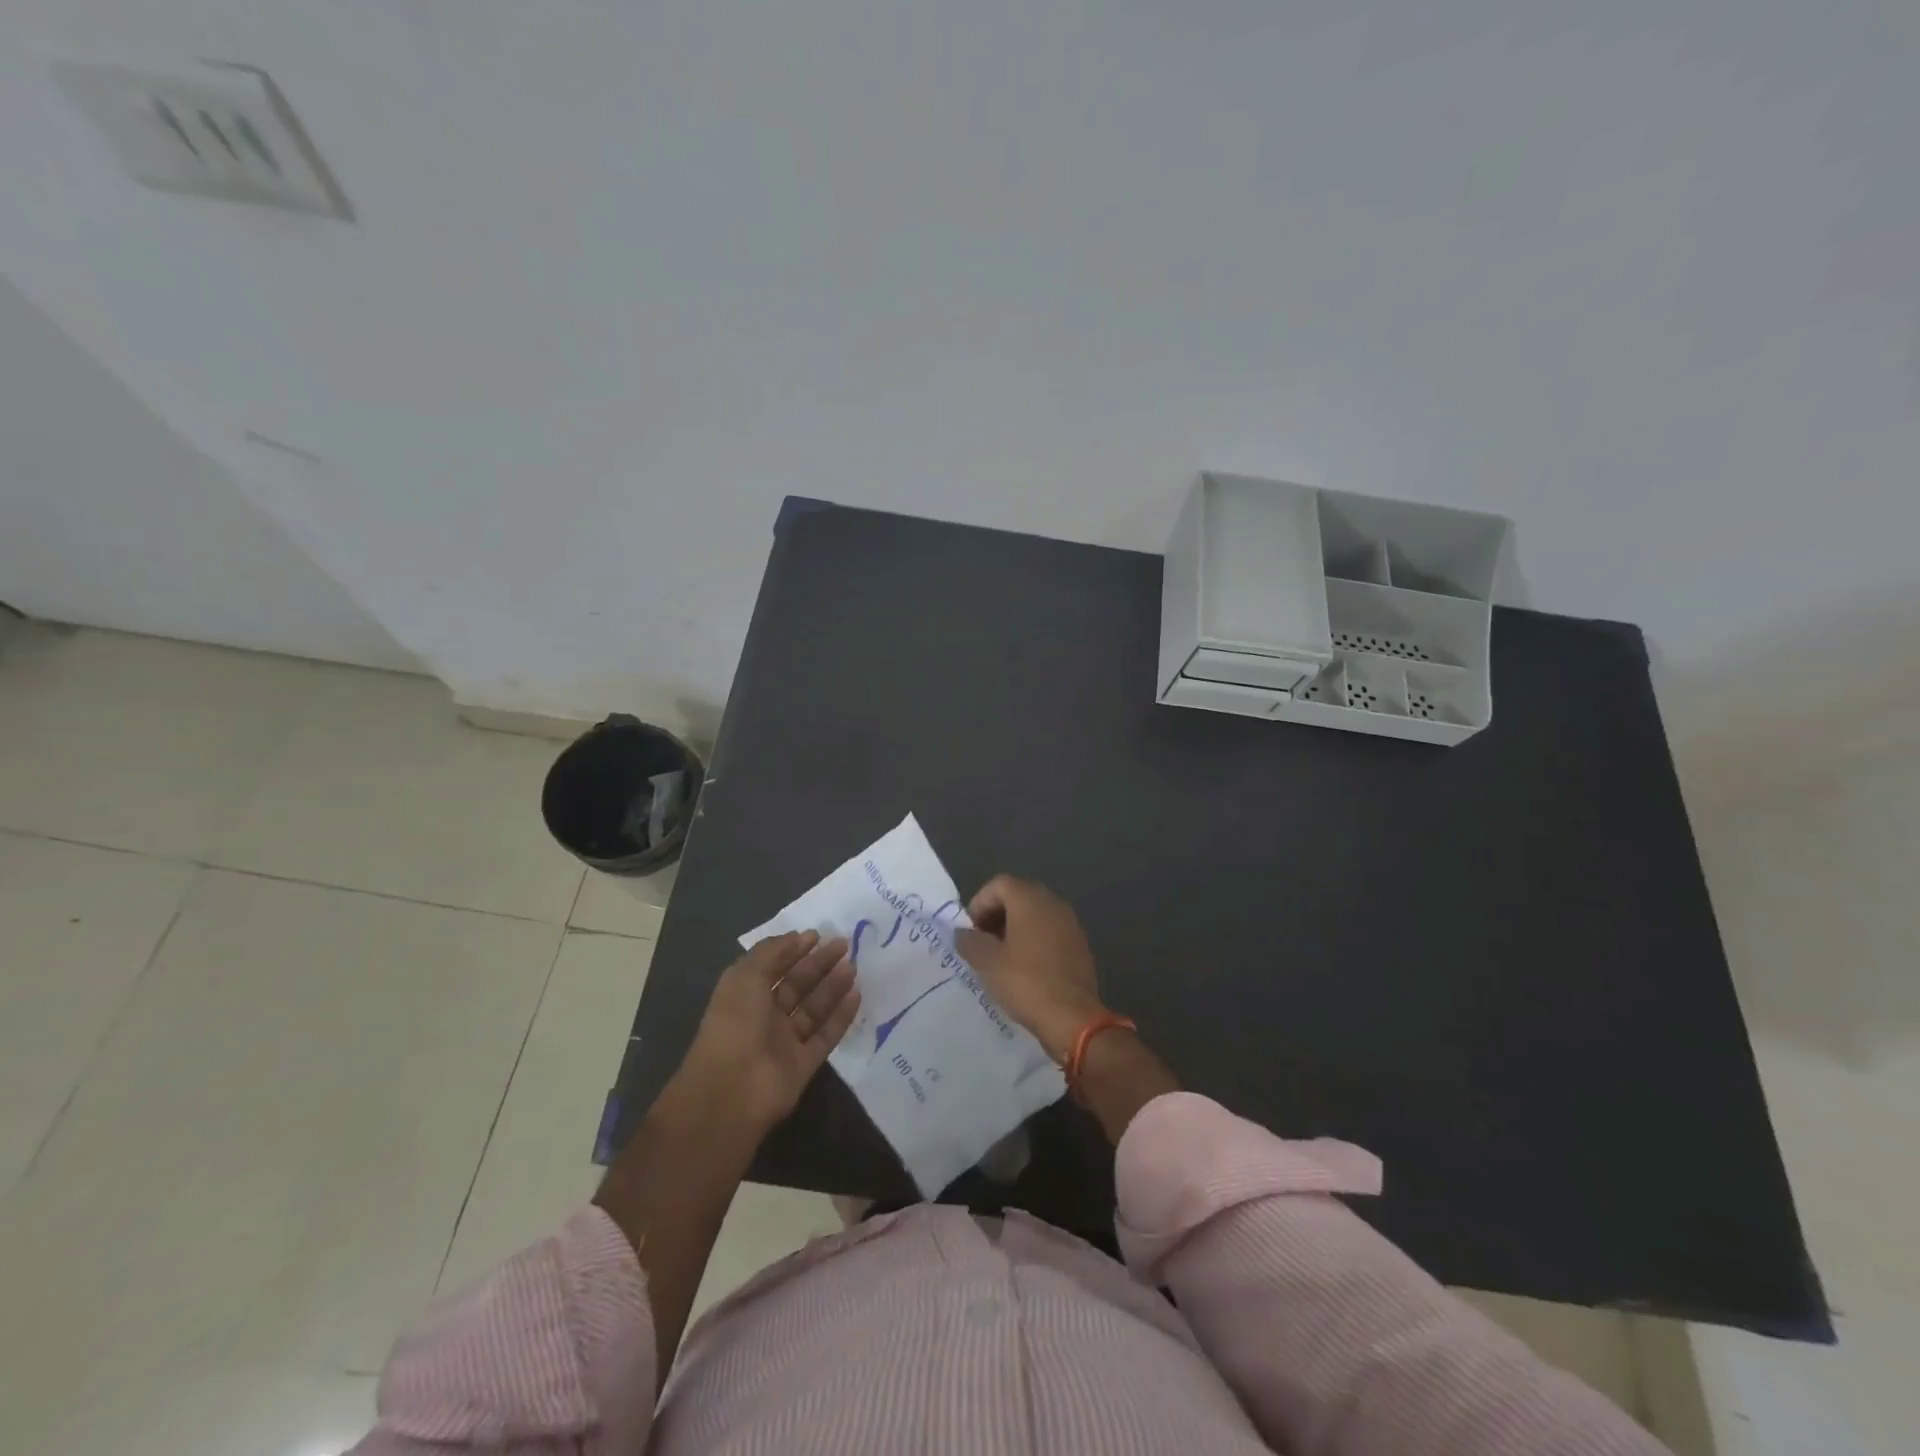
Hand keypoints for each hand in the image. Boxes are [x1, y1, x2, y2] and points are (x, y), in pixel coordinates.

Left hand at [678, 931, 860, 1133]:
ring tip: (854, 966)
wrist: (733, 1090)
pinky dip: (841, 1017)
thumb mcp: (746, 976)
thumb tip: (797, 937)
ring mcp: (784, 1042)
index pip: (773, 966)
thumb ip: (772, 952)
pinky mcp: (803, 1064)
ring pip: (813, 1009)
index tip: (819, 935)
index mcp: (745, 995)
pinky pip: (825, 1036)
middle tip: (844, 945)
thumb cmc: (735, 1024)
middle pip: (796, 985)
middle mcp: (764, 1016)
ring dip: (833, 986)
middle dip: (819, 964)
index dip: (793, 949)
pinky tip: (857, 996)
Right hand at [954, 876, 1105, 1062]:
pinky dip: (1034, 940)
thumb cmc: (1025, 982)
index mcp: (1030, 899)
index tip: (970, 931)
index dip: (979, 903)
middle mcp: (1052, 903)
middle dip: (996, 915)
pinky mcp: (1079, 944)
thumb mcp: (987, 962)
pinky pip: (1050, 931)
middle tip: (982, 942)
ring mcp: (1070, 923)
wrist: (1072, 1017)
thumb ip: (969, 941)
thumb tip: (962, 933)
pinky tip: (1025, 967)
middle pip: (1018, 895)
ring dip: (1014, 928)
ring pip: (1035, 914)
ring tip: (1001, 956)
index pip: (999, 884)